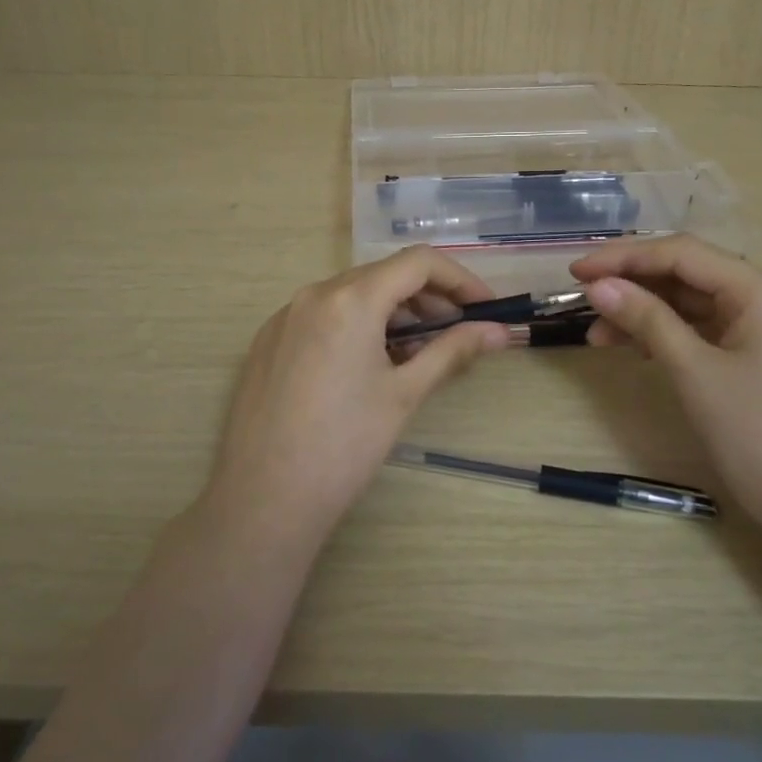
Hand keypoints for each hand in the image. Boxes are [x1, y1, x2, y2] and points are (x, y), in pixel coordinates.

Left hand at [205, 247, 507, 549]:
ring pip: (352, 294)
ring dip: (393, 312)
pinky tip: (368, 366)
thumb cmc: (345, 445)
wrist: (264, 498)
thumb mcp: (404, 394)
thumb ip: (452, 351)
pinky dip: (357, 325)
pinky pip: (323, 315)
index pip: (418, 263)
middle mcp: (314, 293)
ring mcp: (285, 316)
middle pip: (384, 275)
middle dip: (428, 298)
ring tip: (416, 353)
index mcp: (351, 299)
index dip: (459, 279)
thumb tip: (497, 331)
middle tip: (457, 333)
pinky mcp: (268, 341)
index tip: (484, 308)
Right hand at [570, 235, 761, 534]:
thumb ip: (646, 320)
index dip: (624, 258)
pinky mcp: (755, 352)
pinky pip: (701, 328)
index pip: (681, 254)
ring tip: (597, 336)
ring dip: (643, 313)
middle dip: (631, 285)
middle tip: (582, 300)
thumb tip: (597, 286)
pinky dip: (665, 333)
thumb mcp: (694, 372)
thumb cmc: (758, 435)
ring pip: (689, 302)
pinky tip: (632, 347)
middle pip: (685, 273)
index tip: (576, 272)